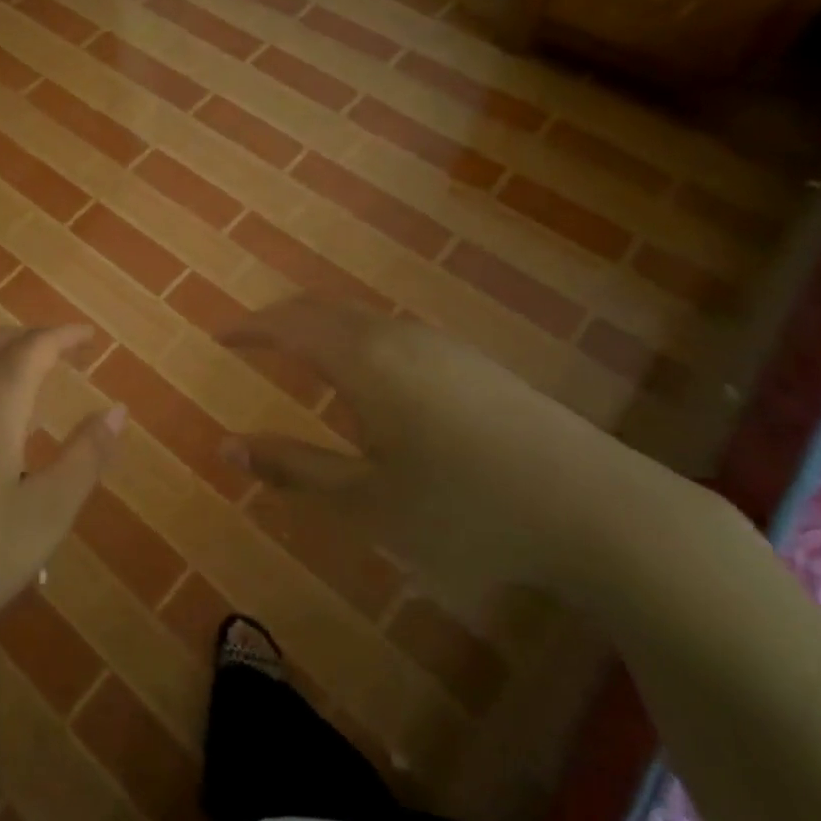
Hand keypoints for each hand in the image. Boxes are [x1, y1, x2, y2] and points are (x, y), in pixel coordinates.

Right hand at [221, 297, 688, 597]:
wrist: (600, 510)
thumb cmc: (466, 510)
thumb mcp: (366, 502)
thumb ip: (293, 470)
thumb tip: (227, 447)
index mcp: (364, 360)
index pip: (290, 324)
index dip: (250, 327)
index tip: (220, 335)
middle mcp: (399, 337)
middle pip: (325, 310)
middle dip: (282, 319)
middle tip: (252, 338)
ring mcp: (442, 346)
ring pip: (363, 320)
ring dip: (322, 328)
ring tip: (300, 354)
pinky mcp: (474, 364)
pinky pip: (393, 334)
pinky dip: (357, 340)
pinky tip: (369, 379)